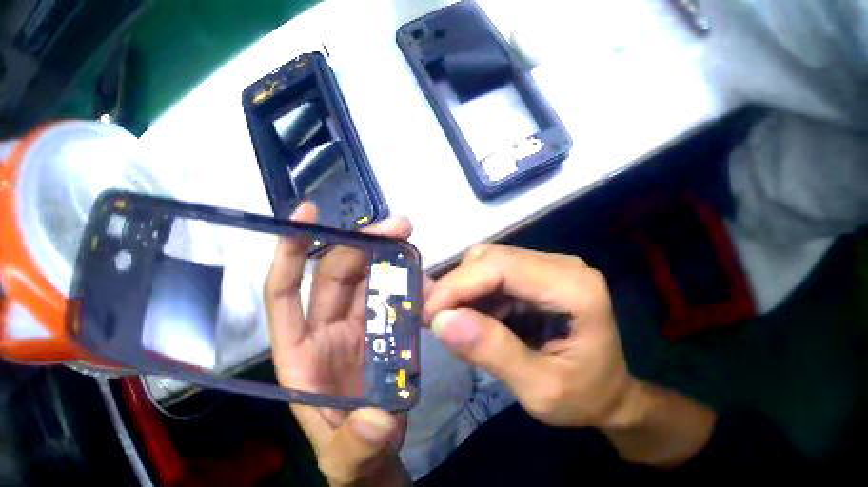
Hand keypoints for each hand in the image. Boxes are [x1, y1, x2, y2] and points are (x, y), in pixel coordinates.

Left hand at [265, 202, 411, 486]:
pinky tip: (424, 278)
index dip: (290, 254)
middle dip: (358, 248)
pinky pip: (390, 307)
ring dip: (383, 260)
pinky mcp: (381, 346)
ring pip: (363, 286)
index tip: (306, 215)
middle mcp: (321, 338)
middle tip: (397, 228)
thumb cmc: (349, 462)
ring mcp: (353, 339)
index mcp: (298, 358)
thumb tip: (377, 418)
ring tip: (411, 240)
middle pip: (333, 280)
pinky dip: (405, 289)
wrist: (376, 466)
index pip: (284, 296)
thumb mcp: (347, 460)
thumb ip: (357, 444)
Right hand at [423, 244, 637, 428]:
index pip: (502, 266)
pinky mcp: (546, 282)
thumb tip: (441, 320)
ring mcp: (557, 272)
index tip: (426, 319)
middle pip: (494, 259)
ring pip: (493, 265)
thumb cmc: (582, 397)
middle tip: (435, 328)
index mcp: (575, 289)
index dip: (457, 286)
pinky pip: (501, 280)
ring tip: (453, 332)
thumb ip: (494, 353)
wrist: (609, 397)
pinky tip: (474, 328)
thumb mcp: (539, 387)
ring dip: (466, 296)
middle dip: (457, 290)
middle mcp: (567, 268)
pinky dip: (479, 301)